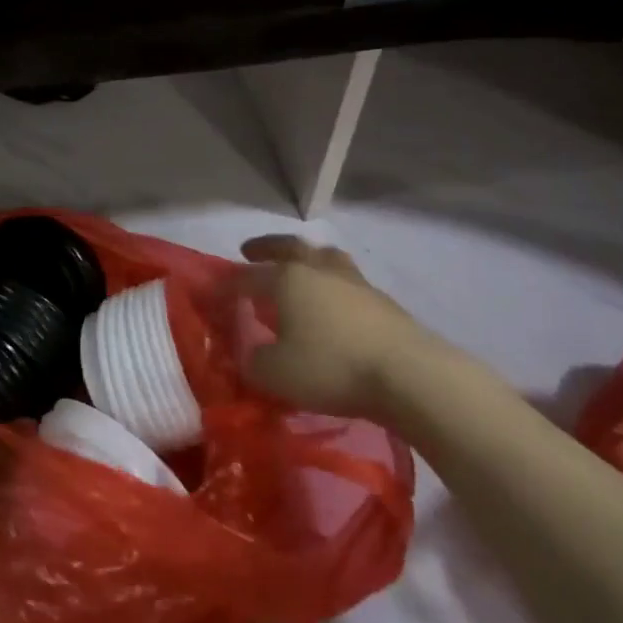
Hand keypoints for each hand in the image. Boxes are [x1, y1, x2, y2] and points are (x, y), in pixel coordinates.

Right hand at [238, 235, 457, 420]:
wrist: (408, 374)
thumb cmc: (331, 367)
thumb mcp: (275, 374)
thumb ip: (253, 361)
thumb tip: (250, 352)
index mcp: (287, 279)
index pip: (247, 277)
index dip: (228, 284)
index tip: (213, 291)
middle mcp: (318, 270)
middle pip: (288, 248)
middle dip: (267, 247)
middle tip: (250, 250)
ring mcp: (354, 282)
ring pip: (324, 258)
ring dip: (306, 259)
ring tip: (299, 268)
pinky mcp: (381, 301)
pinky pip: (346, 282)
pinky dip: (330, 285)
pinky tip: (331, 303)